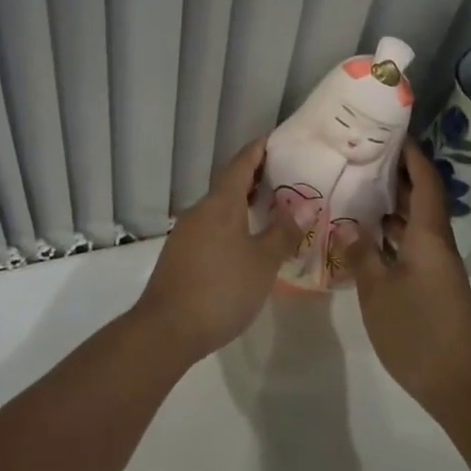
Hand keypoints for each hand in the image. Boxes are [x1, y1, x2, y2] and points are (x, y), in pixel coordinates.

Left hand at [133, 136, 296, 364]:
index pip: (241, 163)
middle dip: (255, 176)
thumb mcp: (262, 262)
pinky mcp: (181, 254)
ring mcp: (187, 232)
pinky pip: (212, 226)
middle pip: (229, 183)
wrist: (166, 330)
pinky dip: (232, 223)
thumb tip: (303, 206)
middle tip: (284, 176)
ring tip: (271, 208)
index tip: (276, 140)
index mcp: (221, 203)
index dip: (259, 149)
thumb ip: (283, 233)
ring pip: (220, 207)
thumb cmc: (221, 289)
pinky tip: (247, 241)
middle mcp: (201, 210)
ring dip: (243, 202)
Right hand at [343, 139, 470, 420]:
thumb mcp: (378, 291)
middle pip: (422, 196)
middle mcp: (437, 242)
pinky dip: (393, 231)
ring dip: (393, 202)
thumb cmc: (417, 332)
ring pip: (416, 220)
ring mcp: (437, 264)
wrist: (458, 385)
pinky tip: (367, 233)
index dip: (411, 154)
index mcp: (428, 235)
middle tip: (363, 156)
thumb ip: (361, 254)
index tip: (390, 132)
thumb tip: (346, 225)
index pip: (425, 180)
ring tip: (358, 186)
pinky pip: (412, 242)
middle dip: (398, 173)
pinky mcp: (433, 282)